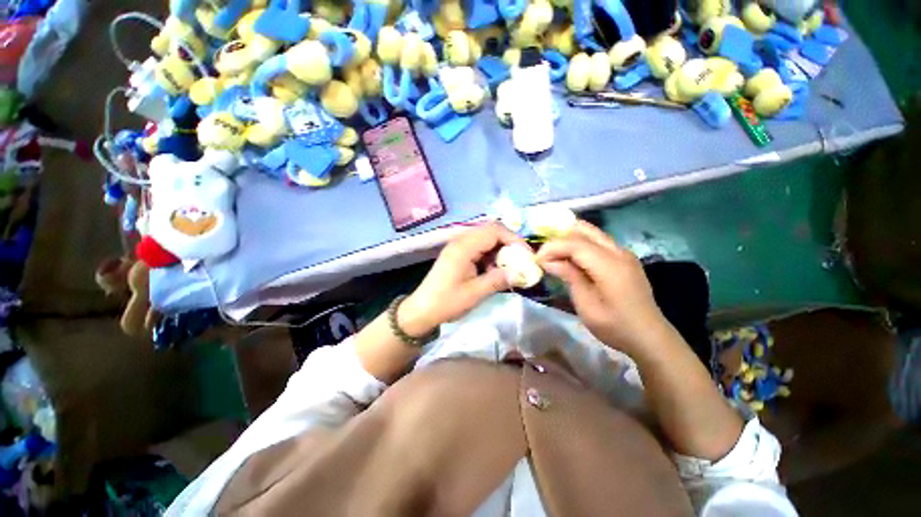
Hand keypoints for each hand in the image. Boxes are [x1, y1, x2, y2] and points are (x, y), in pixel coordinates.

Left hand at [399, 223, 525, 335]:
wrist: (422, 310)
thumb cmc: (446, 302)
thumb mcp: (475, 293)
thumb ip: (498, 280)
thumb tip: (521, 273)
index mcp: (463, 247)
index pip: (494, 231)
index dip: (513, 239)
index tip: (526, 255)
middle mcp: (460, 241)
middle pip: (490, 231)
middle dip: (508, 244)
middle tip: (519, 261)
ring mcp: (458, 247)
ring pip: (485, 239)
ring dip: (499, 251)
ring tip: (507, 269)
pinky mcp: (458, 255)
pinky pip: (479, 248)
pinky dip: (490, 256)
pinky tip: (493, 271)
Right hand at [536, 221, 669, 353]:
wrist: (649, 337)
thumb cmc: (614, 326)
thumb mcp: (586, 305)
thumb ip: (569, 276)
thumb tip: (548, 260)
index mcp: (610, 266)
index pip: (575, 243)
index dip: (552, 247)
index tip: (537, 259)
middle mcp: (618, 252)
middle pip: (583, 229)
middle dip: (559, 238)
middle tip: (546, 254)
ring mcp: (623, 253)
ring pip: (590, 233)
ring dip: (569, 240)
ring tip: (555, 256)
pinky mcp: (624, 258)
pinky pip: (597, 241)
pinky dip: (580, 245)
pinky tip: (572, 260)